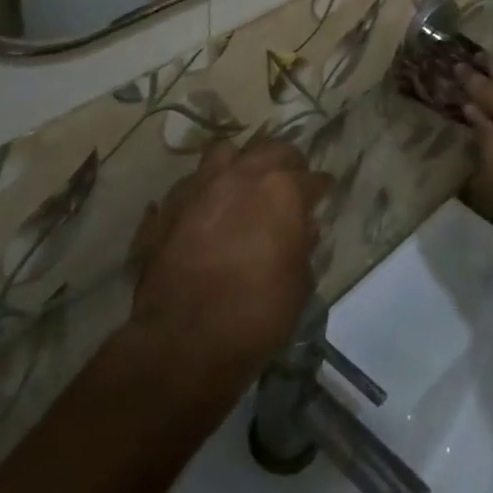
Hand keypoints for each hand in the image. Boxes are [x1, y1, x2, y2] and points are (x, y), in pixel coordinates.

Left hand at [129, 140, 331, 381]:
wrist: (182, 341)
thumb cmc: (254, 315)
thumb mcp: (297, 286)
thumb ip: (303, 247)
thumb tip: (305, 227)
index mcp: (281, 190)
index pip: (312, 178)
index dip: (320, 188)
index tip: (324, 194)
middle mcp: (242, 175)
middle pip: (271, 151)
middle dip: (286, 163)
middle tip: (290, 183)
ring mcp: (201, 186)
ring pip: (225, 153)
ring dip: (240, 163)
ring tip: (244, 184)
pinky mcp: (169, 207)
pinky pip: (191, 183)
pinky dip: (202, 191)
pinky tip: (205, 208)